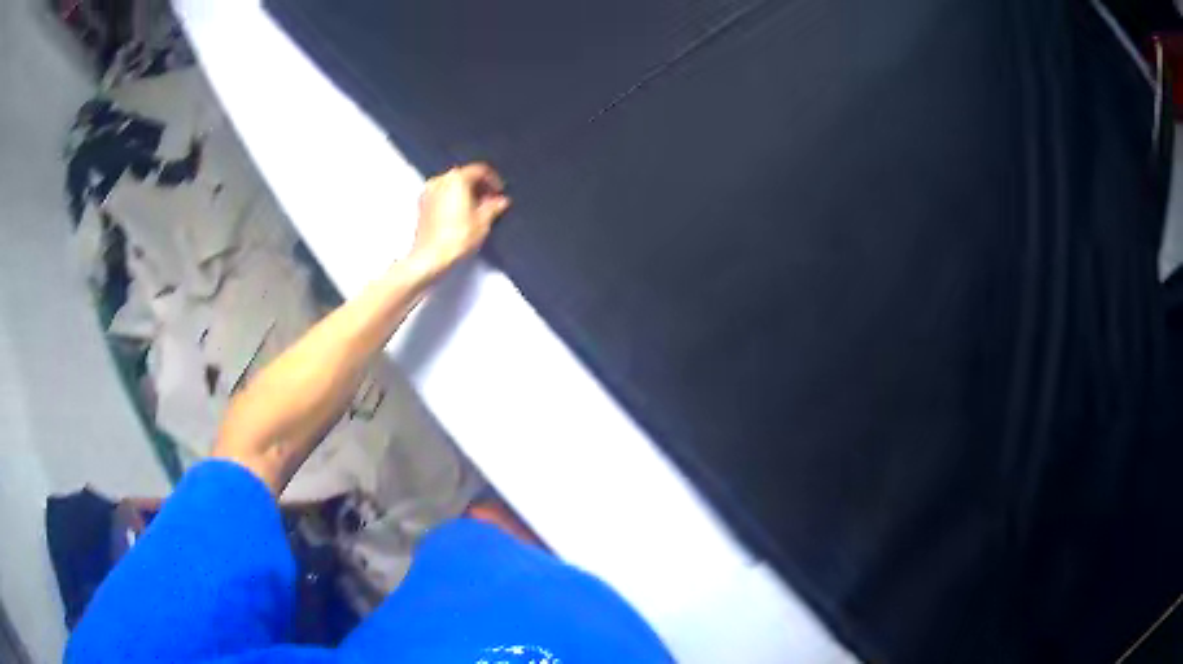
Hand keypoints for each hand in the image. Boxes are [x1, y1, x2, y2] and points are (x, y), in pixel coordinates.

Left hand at [410, 162, 510, 274]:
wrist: (430, 258)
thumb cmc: (457, 238)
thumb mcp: (483, 222)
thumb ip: (494, 207)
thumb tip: (501, 201)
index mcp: (456, 179)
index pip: (479, 170)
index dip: (493, 180)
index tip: (500, 192)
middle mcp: (440, 180)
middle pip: (464, 176)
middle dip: (478, 186)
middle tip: (490, 200)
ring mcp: (428, 192)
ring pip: (451, 185)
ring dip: (465, 193)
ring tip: (476, 209)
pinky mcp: (422, 206)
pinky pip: (441, 195)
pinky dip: (452, 200)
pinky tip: (461, 215)